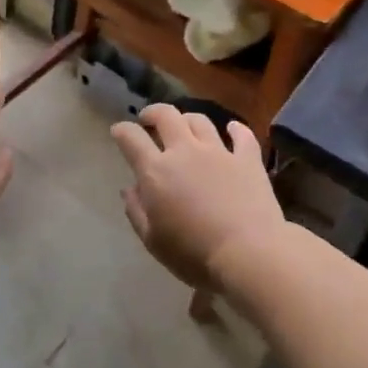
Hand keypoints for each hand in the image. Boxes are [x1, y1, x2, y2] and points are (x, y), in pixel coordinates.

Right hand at [110, 105, 285, 290]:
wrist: (249, 254)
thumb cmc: (194, 254)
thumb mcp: (153, 241)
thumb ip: (137, 211)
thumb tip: (129, 189)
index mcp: (156, 171)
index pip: (131, 138)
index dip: (121, 131)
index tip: (118, 132)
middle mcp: (185, 151)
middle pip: (166, 116)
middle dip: (153, 113)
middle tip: (149, 120)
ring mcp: (219, 152)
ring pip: (200, 120)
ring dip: (188, 120)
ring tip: (185, 127)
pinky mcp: (247, 160)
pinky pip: (242, 135)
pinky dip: (235, 129)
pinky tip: (232, 129)